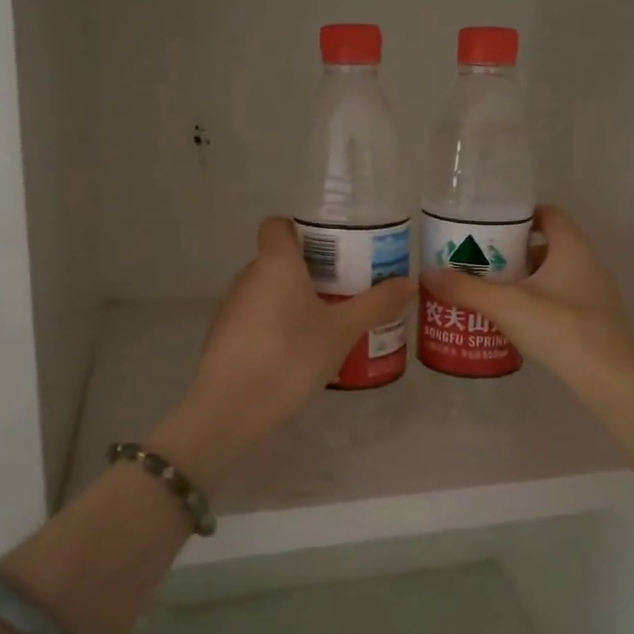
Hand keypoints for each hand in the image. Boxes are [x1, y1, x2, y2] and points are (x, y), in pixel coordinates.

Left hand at [149, 216, 416, 486]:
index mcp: (275, 262)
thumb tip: (410, 282)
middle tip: (344, 289)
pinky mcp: (223, 336)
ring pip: (267, 290)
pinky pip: (256, 317)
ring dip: (293, 300)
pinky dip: (276, 324)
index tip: (331, 249)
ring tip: (326, 323)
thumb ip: (376, 304)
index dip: (301, 229)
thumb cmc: (290, 356)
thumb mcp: (342, 331)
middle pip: (278, 259)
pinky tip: (298, 352)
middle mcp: (248, 276)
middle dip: (309, 270)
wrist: (231, 408)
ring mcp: (231, 307)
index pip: (277, 224)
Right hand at [421, 206, 633, 406]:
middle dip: (513, 252)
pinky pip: (560, 300)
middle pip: (547, 246)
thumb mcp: (506, 305)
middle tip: (480, 261)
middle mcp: (588, 263)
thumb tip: (426, 274)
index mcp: (572, 247)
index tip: (490, 226)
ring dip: (524, 280)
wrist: (612, 379)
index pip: (549, 214)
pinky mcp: (595, 321)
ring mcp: (595, 294)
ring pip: (553, 276)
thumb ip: (466, 289)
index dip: (520, 215)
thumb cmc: (562, 328)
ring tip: (490, 292)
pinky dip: (537, 304)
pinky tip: (514, 322)